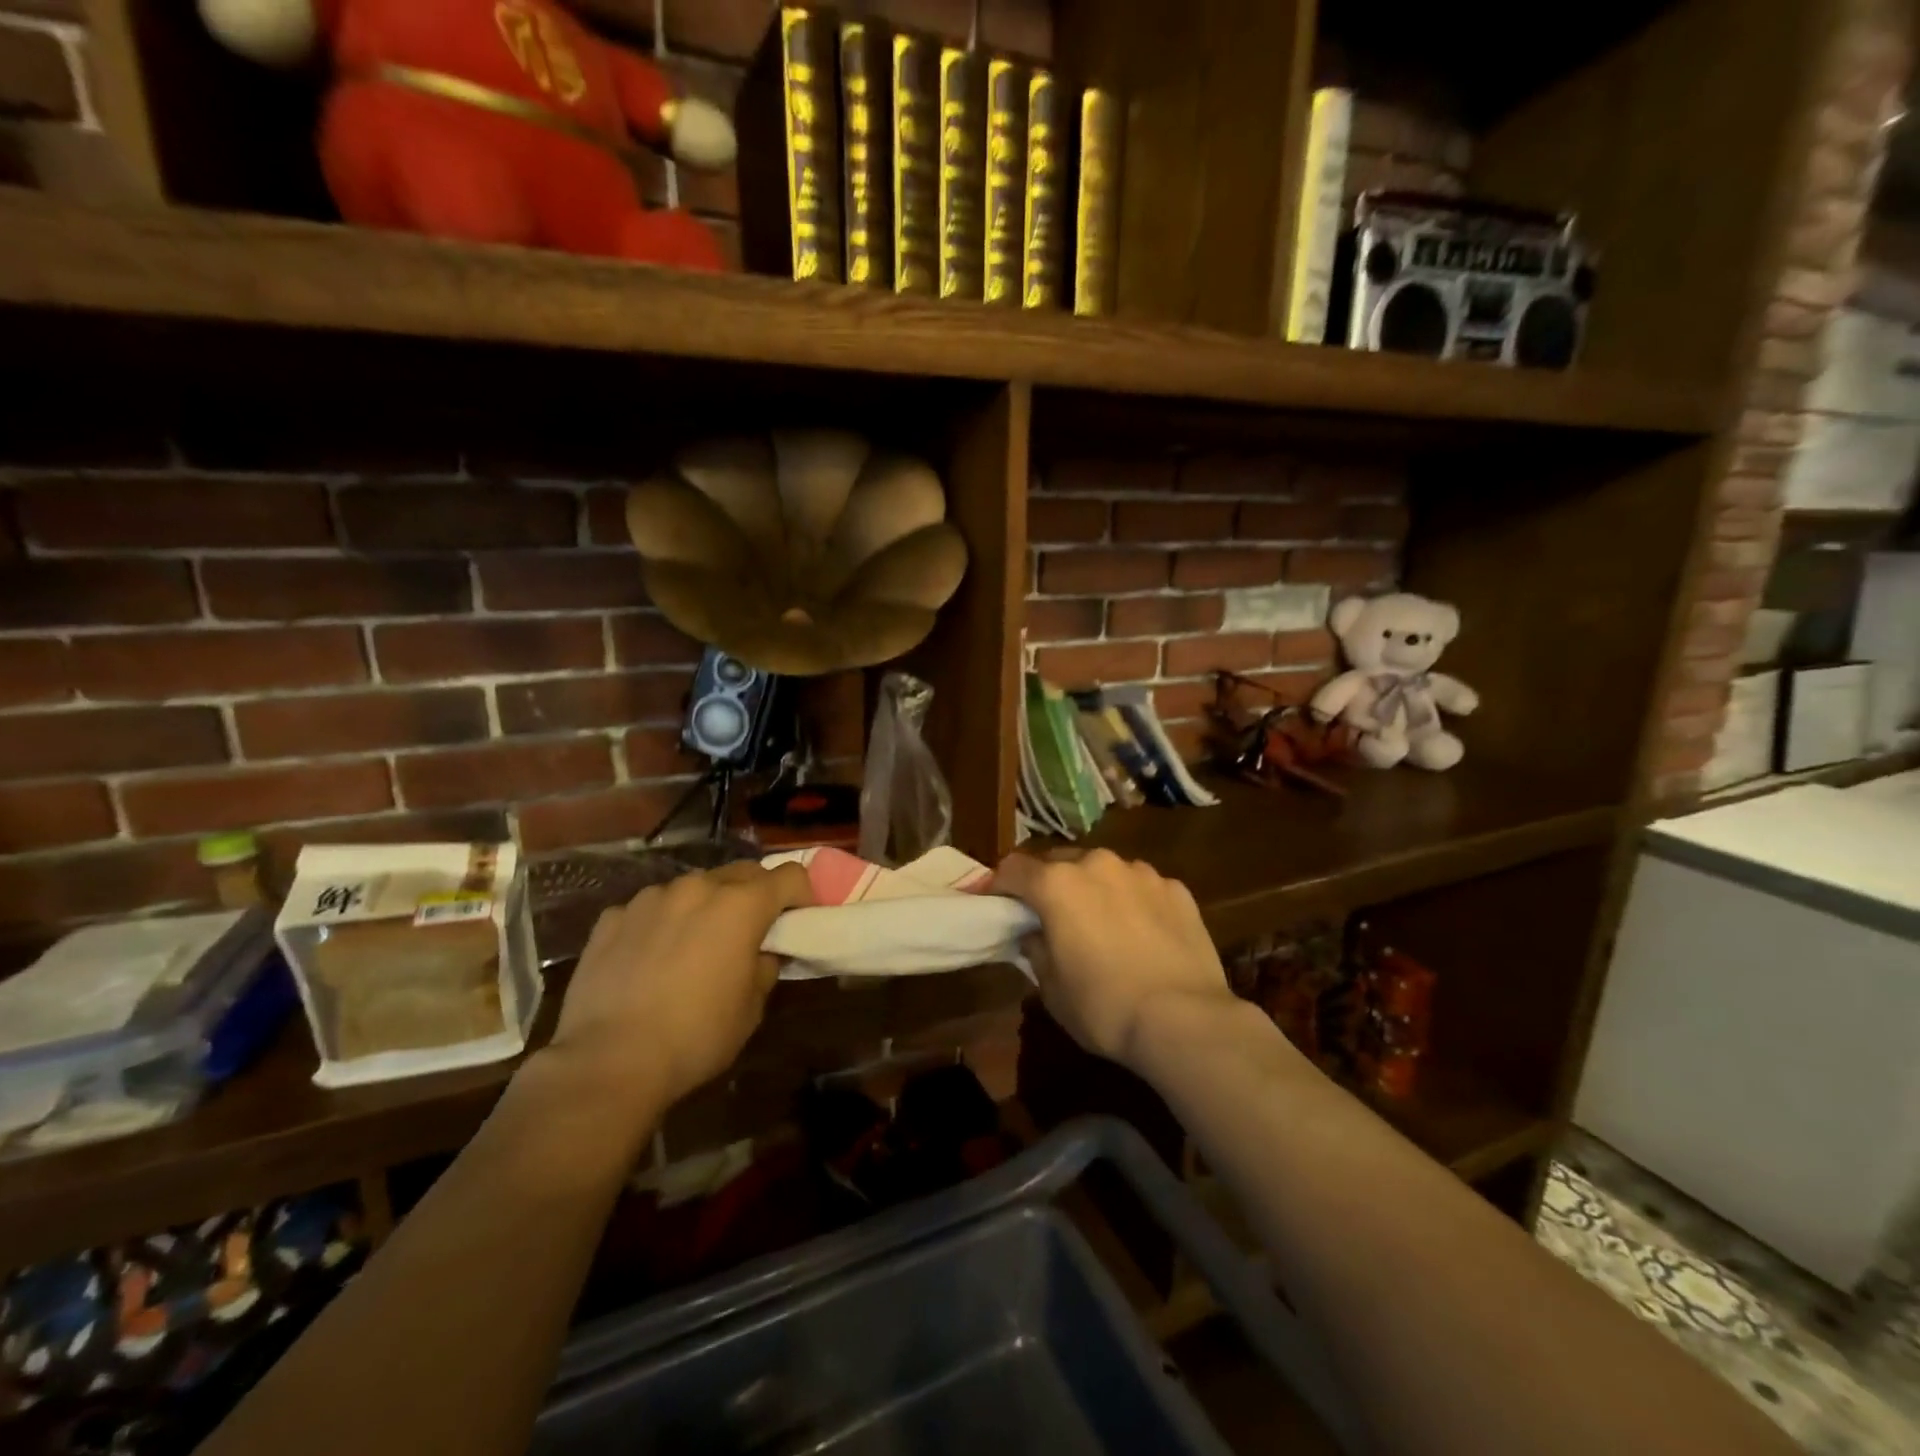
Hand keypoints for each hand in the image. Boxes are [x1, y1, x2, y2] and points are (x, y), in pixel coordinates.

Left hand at [545, 861, 812, 1111]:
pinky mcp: (612, 917)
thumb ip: (764, 965)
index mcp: (741, 905)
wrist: (608, 1061)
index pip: (790, 875)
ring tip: (694, 946)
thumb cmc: (696, 1036)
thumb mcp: (752, 1007)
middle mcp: (697, 887)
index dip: (802, 894)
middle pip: (742, 872)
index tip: (798, 919)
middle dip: (755, 895)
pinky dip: (661, 924)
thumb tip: (760, 951)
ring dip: (705, 907)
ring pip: (693, 888)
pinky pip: (650, 909)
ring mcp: (650, 898)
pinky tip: (650, 960)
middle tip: (751, 932)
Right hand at [994, 850, 1235, 1071]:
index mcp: (1057, 884)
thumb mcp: (1052, 989)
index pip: (1013, 868)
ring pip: (1103, 871)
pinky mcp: (1176, 888)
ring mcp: (1141, 872)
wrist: (1185, 1020)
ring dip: (1094, 889)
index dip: (999, 885)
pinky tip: (1142, 934)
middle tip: (1050, 916)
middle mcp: (1097, 864)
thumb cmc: (1104, 1007)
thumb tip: (1035, 934)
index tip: (996, 903)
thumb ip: (1036, 949)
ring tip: (1101, 924)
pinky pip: (1141, 887)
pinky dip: (1133, 901)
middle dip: (1049, 884)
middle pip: (1059, 862)